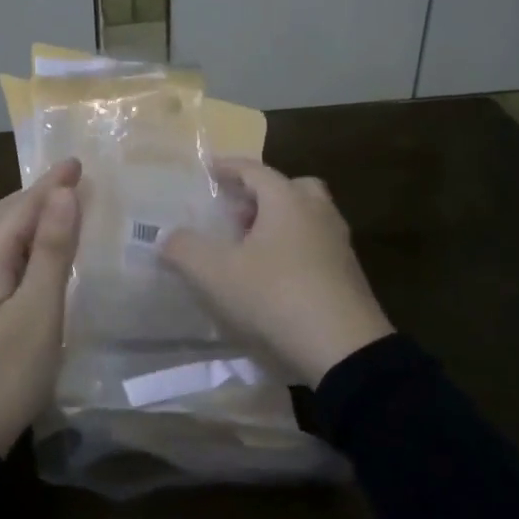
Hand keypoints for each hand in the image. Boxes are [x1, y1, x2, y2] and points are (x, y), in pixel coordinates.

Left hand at [0, 158, 82, 453]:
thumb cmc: (4, 372)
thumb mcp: (38, 310)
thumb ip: (52, 250)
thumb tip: (64, 193)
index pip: (21, 208)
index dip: (50, 184)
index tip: (78, 161)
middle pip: (3, 218)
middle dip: (36, 194)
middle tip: (70, 180)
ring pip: (0, 240)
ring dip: (28, 218)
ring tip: (57, 210)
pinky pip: (1, 262)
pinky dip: (24, 245)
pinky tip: (37, 260)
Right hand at [161, 158, 392, 385]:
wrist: (345, 350)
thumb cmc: (276, 297)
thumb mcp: (216, 274)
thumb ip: (185, 249)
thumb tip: (168, 237)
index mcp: (287, 200)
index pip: (254, 170)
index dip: (228, 167)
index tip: (209, 169)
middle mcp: (317, 213)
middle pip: (290, 188)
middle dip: (260, 195)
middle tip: (236, 214)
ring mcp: (339, 244)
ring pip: (306, 218)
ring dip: (278, 224)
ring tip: (249, 250)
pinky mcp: (349, 276)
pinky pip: (316, 247)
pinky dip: (293, 250)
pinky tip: (274, 278)